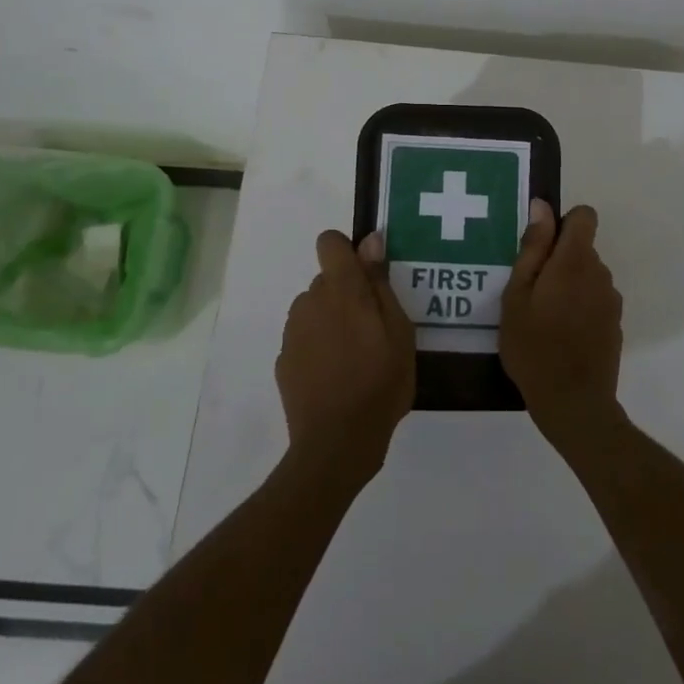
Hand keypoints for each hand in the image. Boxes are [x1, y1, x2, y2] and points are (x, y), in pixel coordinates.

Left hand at [276, 230, 415, 489]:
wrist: (337, 443)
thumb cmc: (380, 382)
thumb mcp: (399, 331)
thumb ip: (380, 283)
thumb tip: (370, 241)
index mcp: (340, 289)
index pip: (330, 242)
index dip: (347, 252)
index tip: (367, 277)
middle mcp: (310, 301)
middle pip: (326, 280)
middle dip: (347, 294)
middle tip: (373, 329)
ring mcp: (292, 332)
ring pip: (315, 309)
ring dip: (331, 320)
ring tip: (355, 357)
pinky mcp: (283, 360)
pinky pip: (305, 338)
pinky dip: (319, 348)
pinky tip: (336, 376)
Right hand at [499, 202, 624, 452]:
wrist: (573, 403)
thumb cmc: (533, 346)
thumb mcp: (517, 295)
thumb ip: (533, 248)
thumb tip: (542, 207)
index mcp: (575, 260)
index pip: (584, 216)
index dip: (562, 223)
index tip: (540, 248)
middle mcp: (600, 273)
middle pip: (582, 248)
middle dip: (558, 259)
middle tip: (529, 291)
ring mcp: (611, 300)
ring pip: (587, 275)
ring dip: (568, 284)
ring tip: (541, 317)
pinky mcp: (615, 324)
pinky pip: (594, 300)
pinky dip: (578, 307)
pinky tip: (560, 335)